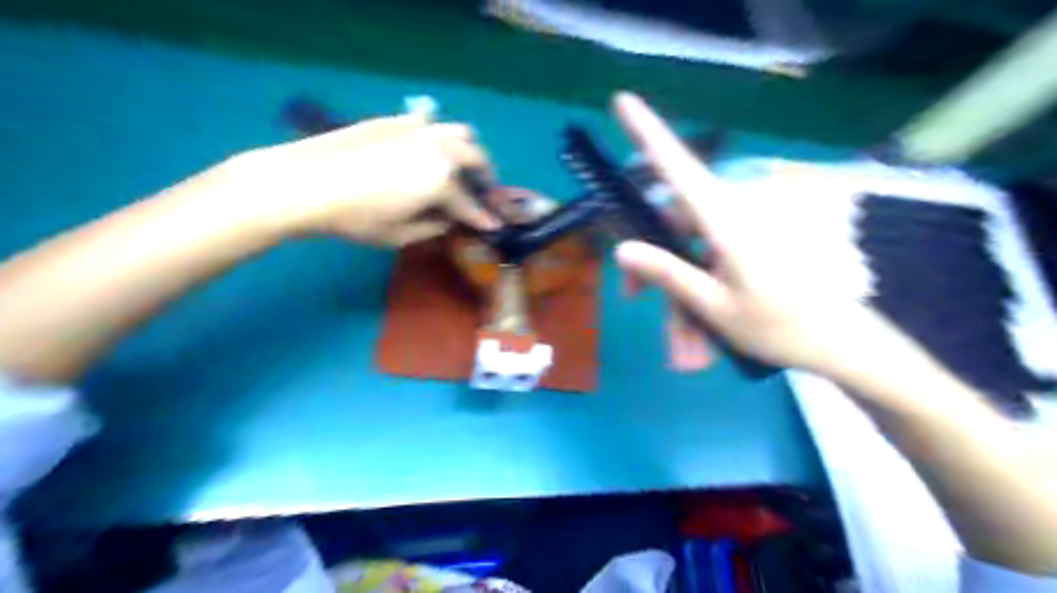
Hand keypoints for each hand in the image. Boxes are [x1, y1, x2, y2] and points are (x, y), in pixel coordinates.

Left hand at [230, 111, 500, 243]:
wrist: (305, 182)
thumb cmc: (356, 218)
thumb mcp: (399, 235)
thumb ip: (432, 226)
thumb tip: (448, 219)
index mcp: (442, 180)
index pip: (471, 203)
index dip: (484, 218)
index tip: (495, 226)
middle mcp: (438, 148)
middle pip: (476, 157)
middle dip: (486, 176)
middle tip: (483, 191)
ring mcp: (418, 129)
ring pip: (459, 132)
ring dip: (468, 151)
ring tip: (461, 167)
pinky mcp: (396, 121)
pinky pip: (431, 124)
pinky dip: (440, 139)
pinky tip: (428, 152)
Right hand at [611, 89, 889, 374]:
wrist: (844, 345)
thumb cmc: (783, 328)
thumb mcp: (716, 308)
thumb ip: (669, 275)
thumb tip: (623, 249)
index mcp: (728, 221)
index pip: (680, 169)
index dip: (650, 135)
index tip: (623, 102)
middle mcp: (735, 214)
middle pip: (676, 222)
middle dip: (654, 263)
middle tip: (636, 299)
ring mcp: (746, 229)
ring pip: (693, 247)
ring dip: (680, 292)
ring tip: (684, 346)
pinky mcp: (754, 242)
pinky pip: (713, 257)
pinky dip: (702, 289)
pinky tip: (701, 331)